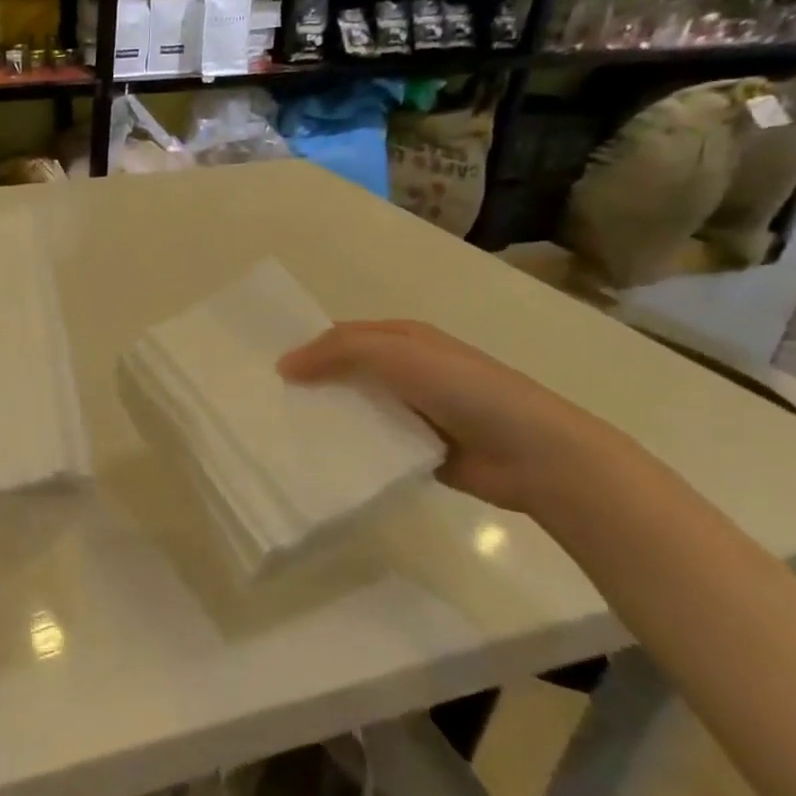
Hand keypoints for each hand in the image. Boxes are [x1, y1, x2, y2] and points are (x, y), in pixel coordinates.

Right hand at [277, 319, 658, 516]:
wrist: (536, 454)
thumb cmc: (466, 390)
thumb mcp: (398, 354)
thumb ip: (338, 352)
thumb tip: (282, 365)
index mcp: (400, 340)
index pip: (338, 336)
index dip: (303, 347)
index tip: (260, 366)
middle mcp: (403, 372)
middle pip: (342, 374)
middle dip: (307, 385)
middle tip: (258, 403)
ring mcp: (410, 412)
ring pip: (353, 410)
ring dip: (323, 418)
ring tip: (276, 433)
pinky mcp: (415, 450)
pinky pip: (369, 445)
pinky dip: (345, 448)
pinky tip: (314, 459)